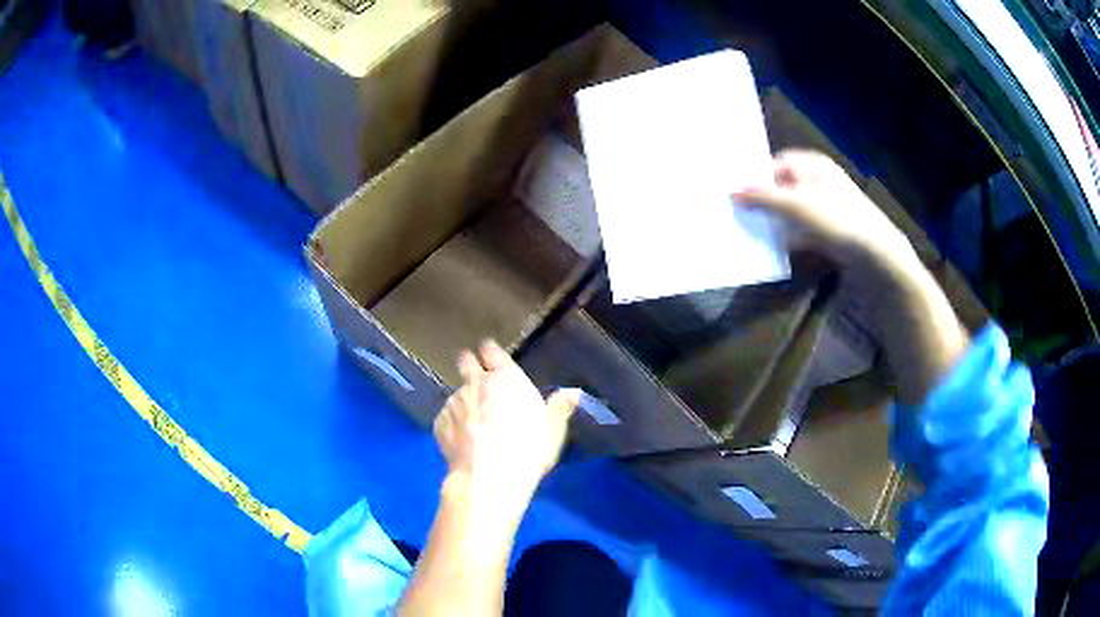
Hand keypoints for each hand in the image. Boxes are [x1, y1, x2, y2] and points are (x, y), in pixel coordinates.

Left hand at [433, 340, 579, 506]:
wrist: (488, 479)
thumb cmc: (527, 451)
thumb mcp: (552, 431)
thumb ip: (559, 407)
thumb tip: (571, 392)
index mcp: (505, 378)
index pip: (492, 351)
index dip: (490, 351)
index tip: (489, 351)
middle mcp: (476, 383)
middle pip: (465, 361)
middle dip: (468, 363)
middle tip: (475, 374)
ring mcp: (453, 402)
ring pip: (457, 394)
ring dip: (464, 402)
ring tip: (474, 423)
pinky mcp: (439, 423)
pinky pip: (447, 418)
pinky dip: (454, 425)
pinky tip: (463, 441)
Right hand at [734, 149, 914, 271]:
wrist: (874, 254)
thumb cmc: (838, 219)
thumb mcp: (797, 205)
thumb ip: (763, 196)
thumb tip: (730, 190)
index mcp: (812, 164)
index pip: (774, 164)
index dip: (755, 176)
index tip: (733, 192)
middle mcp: (816, 181)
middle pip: (780, 187)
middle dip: (760, 201)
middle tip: (736, 213)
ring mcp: (822, 207)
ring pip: (787, 210)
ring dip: (771, 221)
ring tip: (747, 230)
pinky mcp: (825, 230)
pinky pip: (797, 229)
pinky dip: (785, 236)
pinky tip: (770, 246)